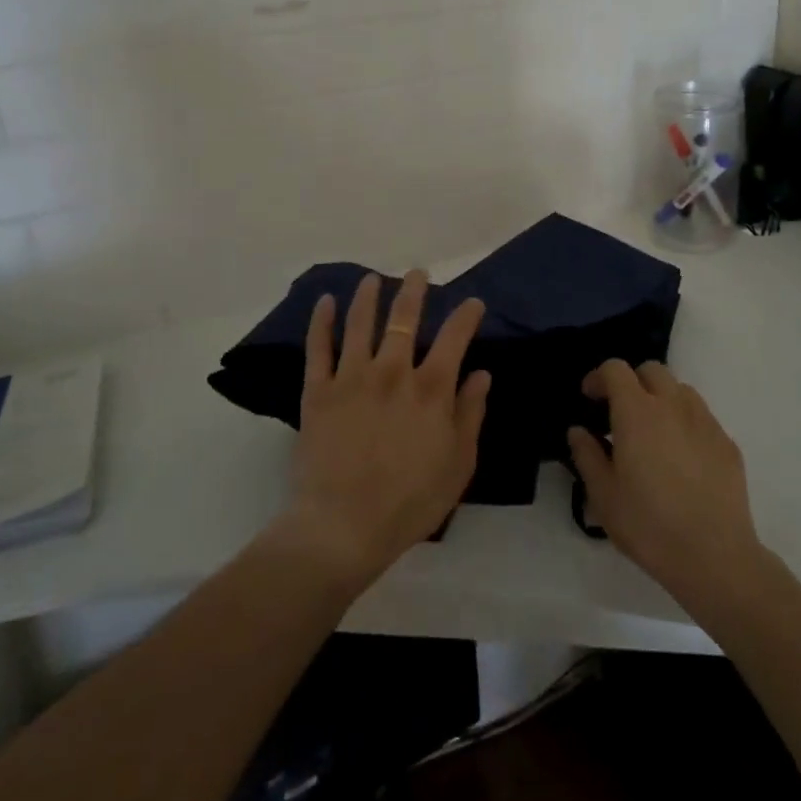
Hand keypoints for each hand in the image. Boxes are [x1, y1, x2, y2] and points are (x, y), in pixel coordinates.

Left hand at [273, 270, 490, 590]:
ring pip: (360, 323)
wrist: (343, 526)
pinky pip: (318, 348)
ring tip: (373, 279)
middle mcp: (392, 371)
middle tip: (418, 274)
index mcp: (431, 388)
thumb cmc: (410, 502)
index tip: (473, 303)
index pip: (455, 337)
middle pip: (404, 319)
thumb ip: (470, 414)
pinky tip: (324, 302)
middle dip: (414, 291)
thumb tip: (482, 374)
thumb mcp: (458, 464)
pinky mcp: (318, 391)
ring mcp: (352, 377)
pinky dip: (321, 322)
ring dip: (368, 296)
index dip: (466, 315)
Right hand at [568, 360, 768, 610]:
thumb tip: (579, 431)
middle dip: (632, 382)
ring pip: (680, 390)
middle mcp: (673, 405)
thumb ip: (587, 455)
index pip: (615, 369)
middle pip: (651, 370)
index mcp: (637, 412)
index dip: (599, 377)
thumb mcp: (603, 495)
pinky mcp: (727, 443)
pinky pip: (701, 417)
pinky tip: (681, 458)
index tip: (590, 399)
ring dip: (661, 399)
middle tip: (620, 413)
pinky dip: (685, 423)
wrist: (715, 557)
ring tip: (652, 433)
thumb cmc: (649, 525)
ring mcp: (705, 422)